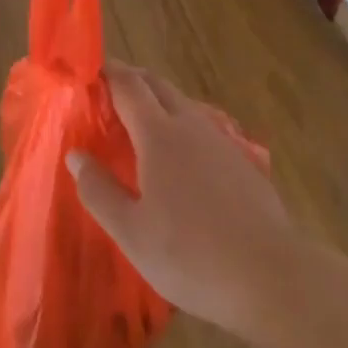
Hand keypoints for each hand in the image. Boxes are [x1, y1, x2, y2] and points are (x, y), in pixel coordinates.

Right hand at [69, 64, 300, 337]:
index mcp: (158, 133)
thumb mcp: (132, 233)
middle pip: (157, 84)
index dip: (108, 73)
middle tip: (109, 91)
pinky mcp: (241, 160)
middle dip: (132, 79)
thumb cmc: (191, 255)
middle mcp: (189, 124)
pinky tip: (181, 157)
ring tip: (140, 122)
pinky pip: (202, 126)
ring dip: (158, 100)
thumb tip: (75, 155)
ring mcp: (220, 139)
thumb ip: (99, 191)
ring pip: (183, 103)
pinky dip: (181, 123)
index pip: (128, 85)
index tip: (89, 72)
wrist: (271, 276)